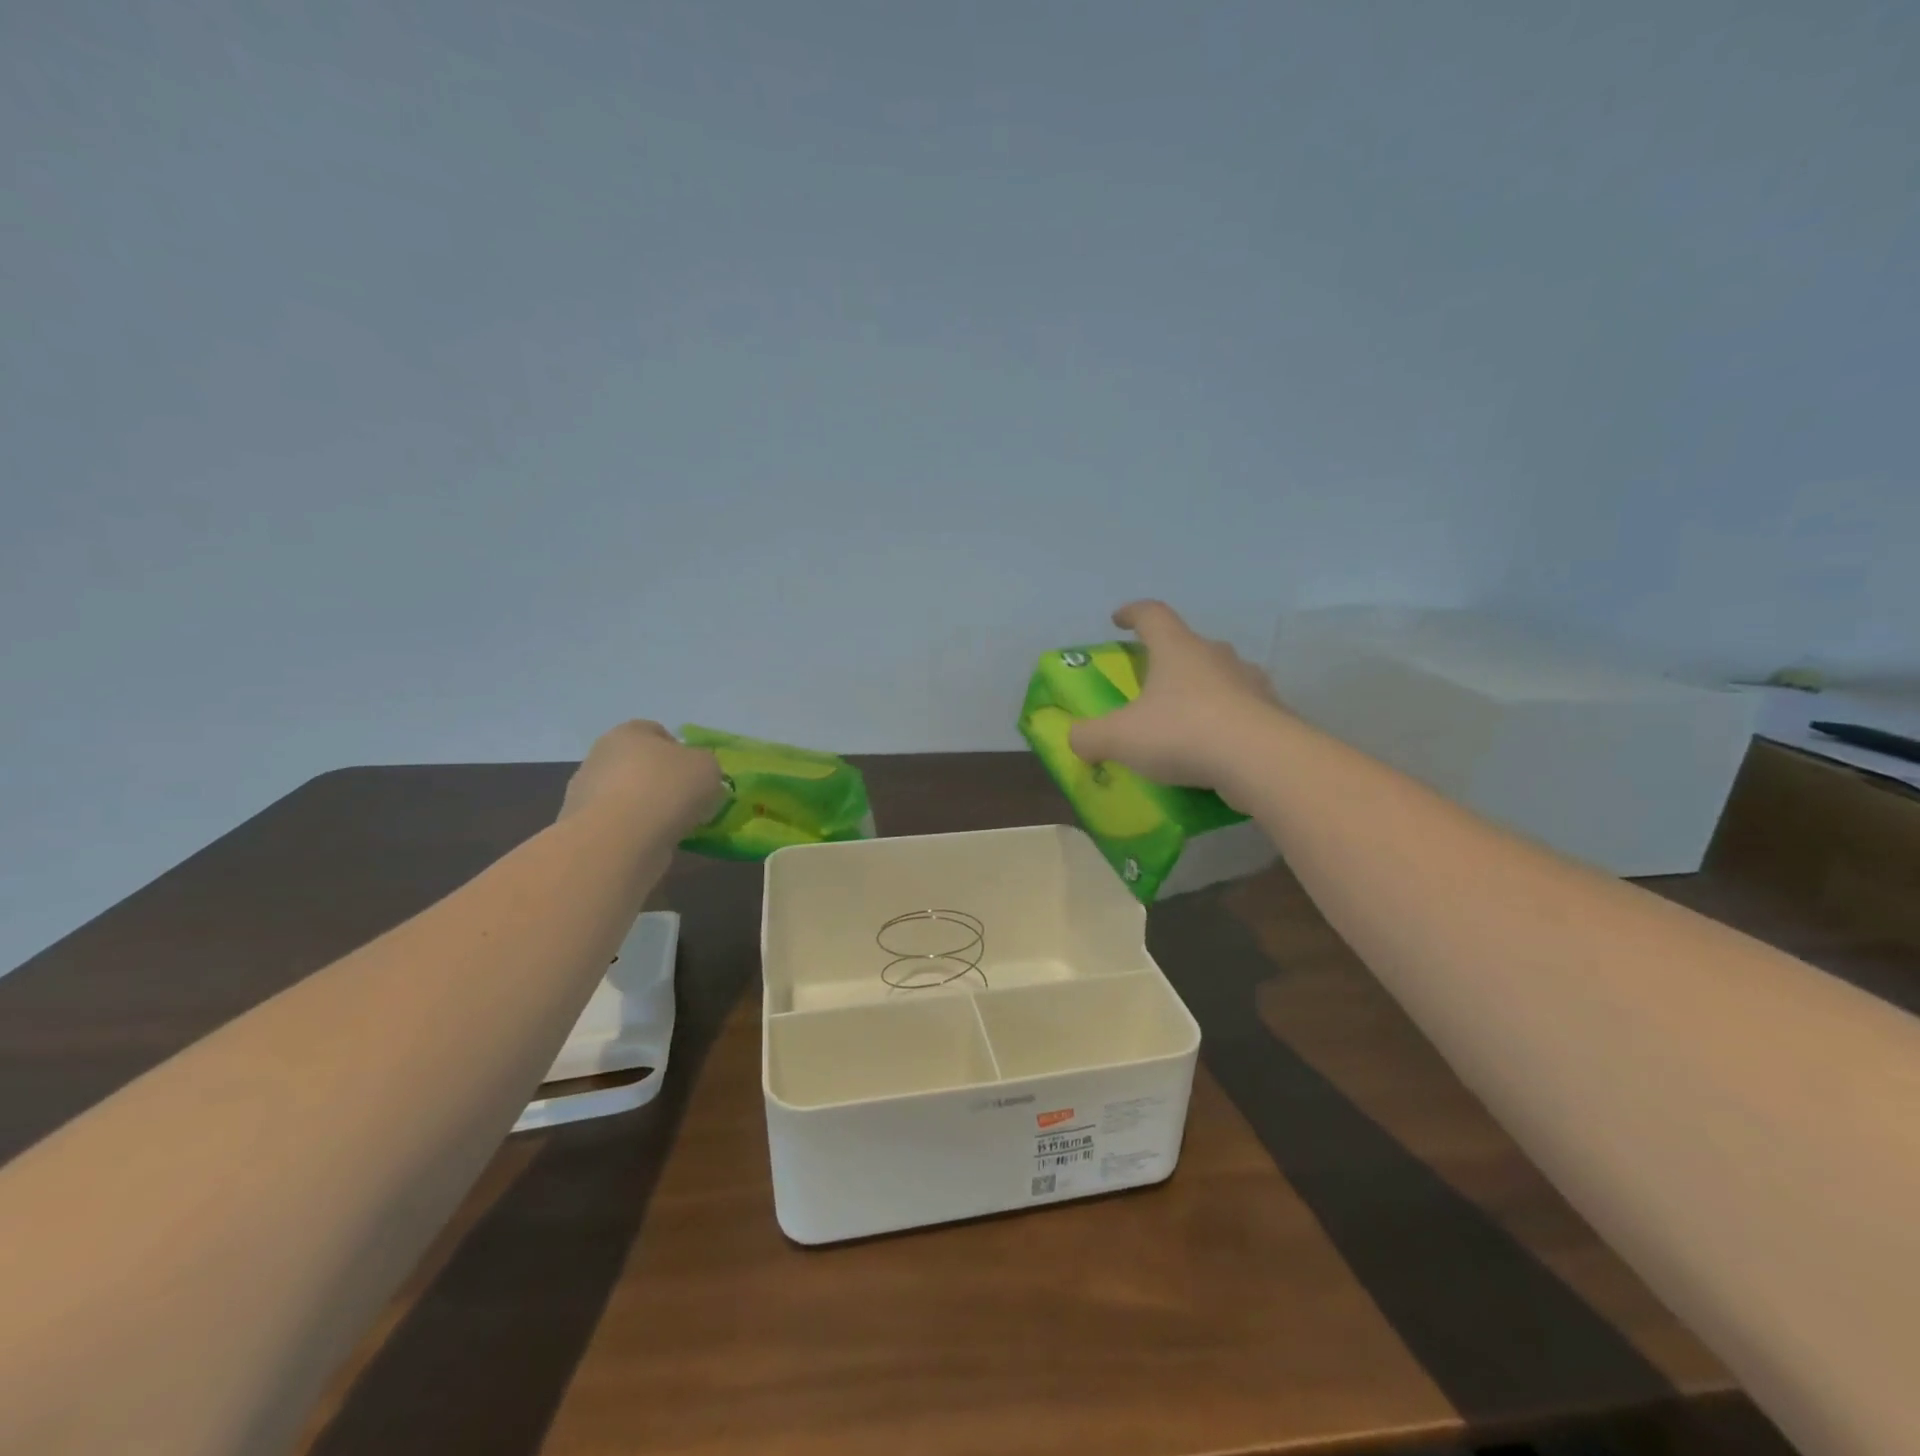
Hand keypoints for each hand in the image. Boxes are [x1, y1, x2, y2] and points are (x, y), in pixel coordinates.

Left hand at [561, 720, 725, 834]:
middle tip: (688, 803)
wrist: (620, 840)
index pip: (656, 732)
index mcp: (629, 733)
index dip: (680, 751)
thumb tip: (696, 777)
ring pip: (628, 797)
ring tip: (674, 829)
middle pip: (639, 766)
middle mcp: (601, 757)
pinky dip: (636, 834)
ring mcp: (586, 794)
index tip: (696, 775)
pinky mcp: (584, 829)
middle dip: (662, 782)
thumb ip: (705, 766)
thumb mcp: (708, 767)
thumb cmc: (666, 789)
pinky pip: (619, 826)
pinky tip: (654, 844)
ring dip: (648, 810)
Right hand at [1068, 601, 1279, 792]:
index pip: (1152, 615)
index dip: (1132, 614)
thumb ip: (1089, 736)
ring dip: (1200, 692)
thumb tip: (1077, 739)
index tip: (1119, 619)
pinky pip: (1242, 712)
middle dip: (1168, 660)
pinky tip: (1213, 751)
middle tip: (1150, 683)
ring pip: (1220, 678)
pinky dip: (1225, 724)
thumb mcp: (1118, 738)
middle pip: (1189, 646)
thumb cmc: (1182, 733)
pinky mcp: (1273, 714)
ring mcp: (1251, 683)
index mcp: (1177, 649)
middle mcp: (1217, 656)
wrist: (1261, 761)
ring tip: (1183, 721)